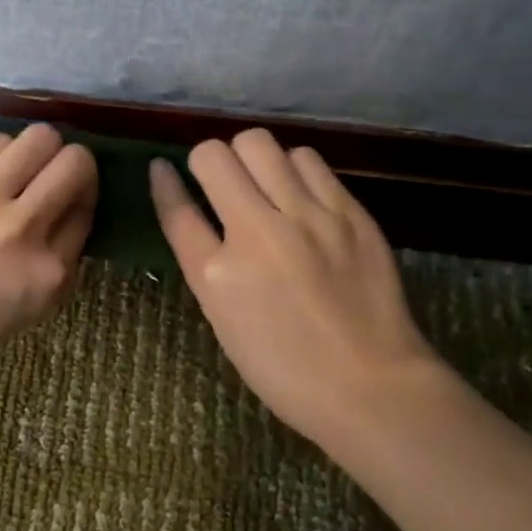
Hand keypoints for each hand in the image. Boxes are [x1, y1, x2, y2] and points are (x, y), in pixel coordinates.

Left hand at [0, 124, 96, 393]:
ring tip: (16, 173)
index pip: (87, 212)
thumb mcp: (25, 313)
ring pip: (37, 139)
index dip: (81, 205)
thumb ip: (54, 264)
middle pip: (75, 162)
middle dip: (73, 167)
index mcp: (48, 273)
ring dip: (36, 153)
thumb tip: (65, 220)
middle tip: (53, 180)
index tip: (66, 209)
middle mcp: (23, 226)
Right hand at [150, 129, 441, 449]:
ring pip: (262, 145)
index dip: (163, 182)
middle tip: (220, 180)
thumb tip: (200, 218)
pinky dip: (293, 167)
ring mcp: (309, 217)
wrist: (371, 385)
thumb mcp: (225, 321)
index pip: (177, 209)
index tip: (160, 167)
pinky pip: (309, 161)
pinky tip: (299, 191)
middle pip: (215, 156)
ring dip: (251, 159)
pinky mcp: (349, 212)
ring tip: (263, 182)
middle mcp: (258, 234)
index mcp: (216, 275)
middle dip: (208, 160)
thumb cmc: (286, 369)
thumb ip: (207, 264)